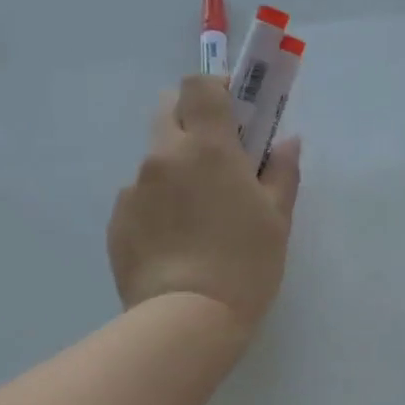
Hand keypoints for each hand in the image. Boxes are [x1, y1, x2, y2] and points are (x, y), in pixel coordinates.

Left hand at [108, 76, 301, 334]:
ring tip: (198, 217)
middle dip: (191, 121)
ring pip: (155, 160)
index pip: (198, 85)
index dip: (215, 89)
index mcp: (207, 147)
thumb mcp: (277, 218)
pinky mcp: (117, 221)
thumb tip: (287, 141)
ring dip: (176, 170)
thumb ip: (282, 171)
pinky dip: (159, 206)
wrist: (187, 319)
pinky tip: (177, 243)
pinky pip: (140, 197)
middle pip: (168, 111)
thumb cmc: (245, 263)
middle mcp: (163, 156)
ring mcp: (134, 188)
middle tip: (218, 158)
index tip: (234, 112)